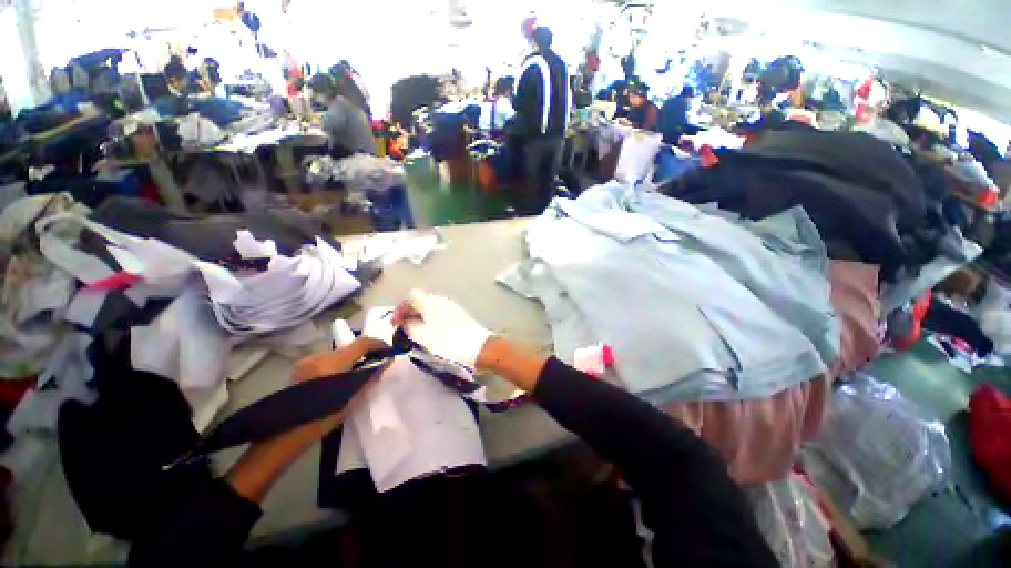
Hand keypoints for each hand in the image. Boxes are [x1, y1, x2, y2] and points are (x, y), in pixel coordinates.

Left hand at [229, 336, 388, 503]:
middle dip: (364, 353)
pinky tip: (338, 378)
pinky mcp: (300, 368)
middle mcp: (319, 356)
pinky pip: (325, 359)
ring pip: (337, 353)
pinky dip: (337, 364)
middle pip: (349, 347)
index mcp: (333, 363)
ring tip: (356, 373)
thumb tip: (386, 363)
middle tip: (374, 363)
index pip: (361, 343)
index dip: (378, 344)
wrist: (285, 434)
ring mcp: (307, 361)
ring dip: (350, 359)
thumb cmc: (322, 418)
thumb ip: (370, 377)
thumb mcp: (352, 398)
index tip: (389, 350)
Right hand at [392, 289, 492, 368]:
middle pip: (420, 301)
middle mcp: (441, 300)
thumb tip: (405, 321)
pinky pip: (439, 313)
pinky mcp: (458, 315)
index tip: (395, 324)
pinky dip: (430, 320)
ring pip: (430, 307)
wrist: (478, 348)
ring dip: (420, 317)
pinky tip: (430, 333)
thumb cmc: (448, 342)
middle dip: (409, 312)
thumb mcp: (423, 336)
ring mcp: (451, 307)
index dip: (400, 309)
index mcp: (431, 302)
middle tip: (403, 328)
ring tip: (415, 333)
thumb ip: (409, 326)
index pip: (410, 297)